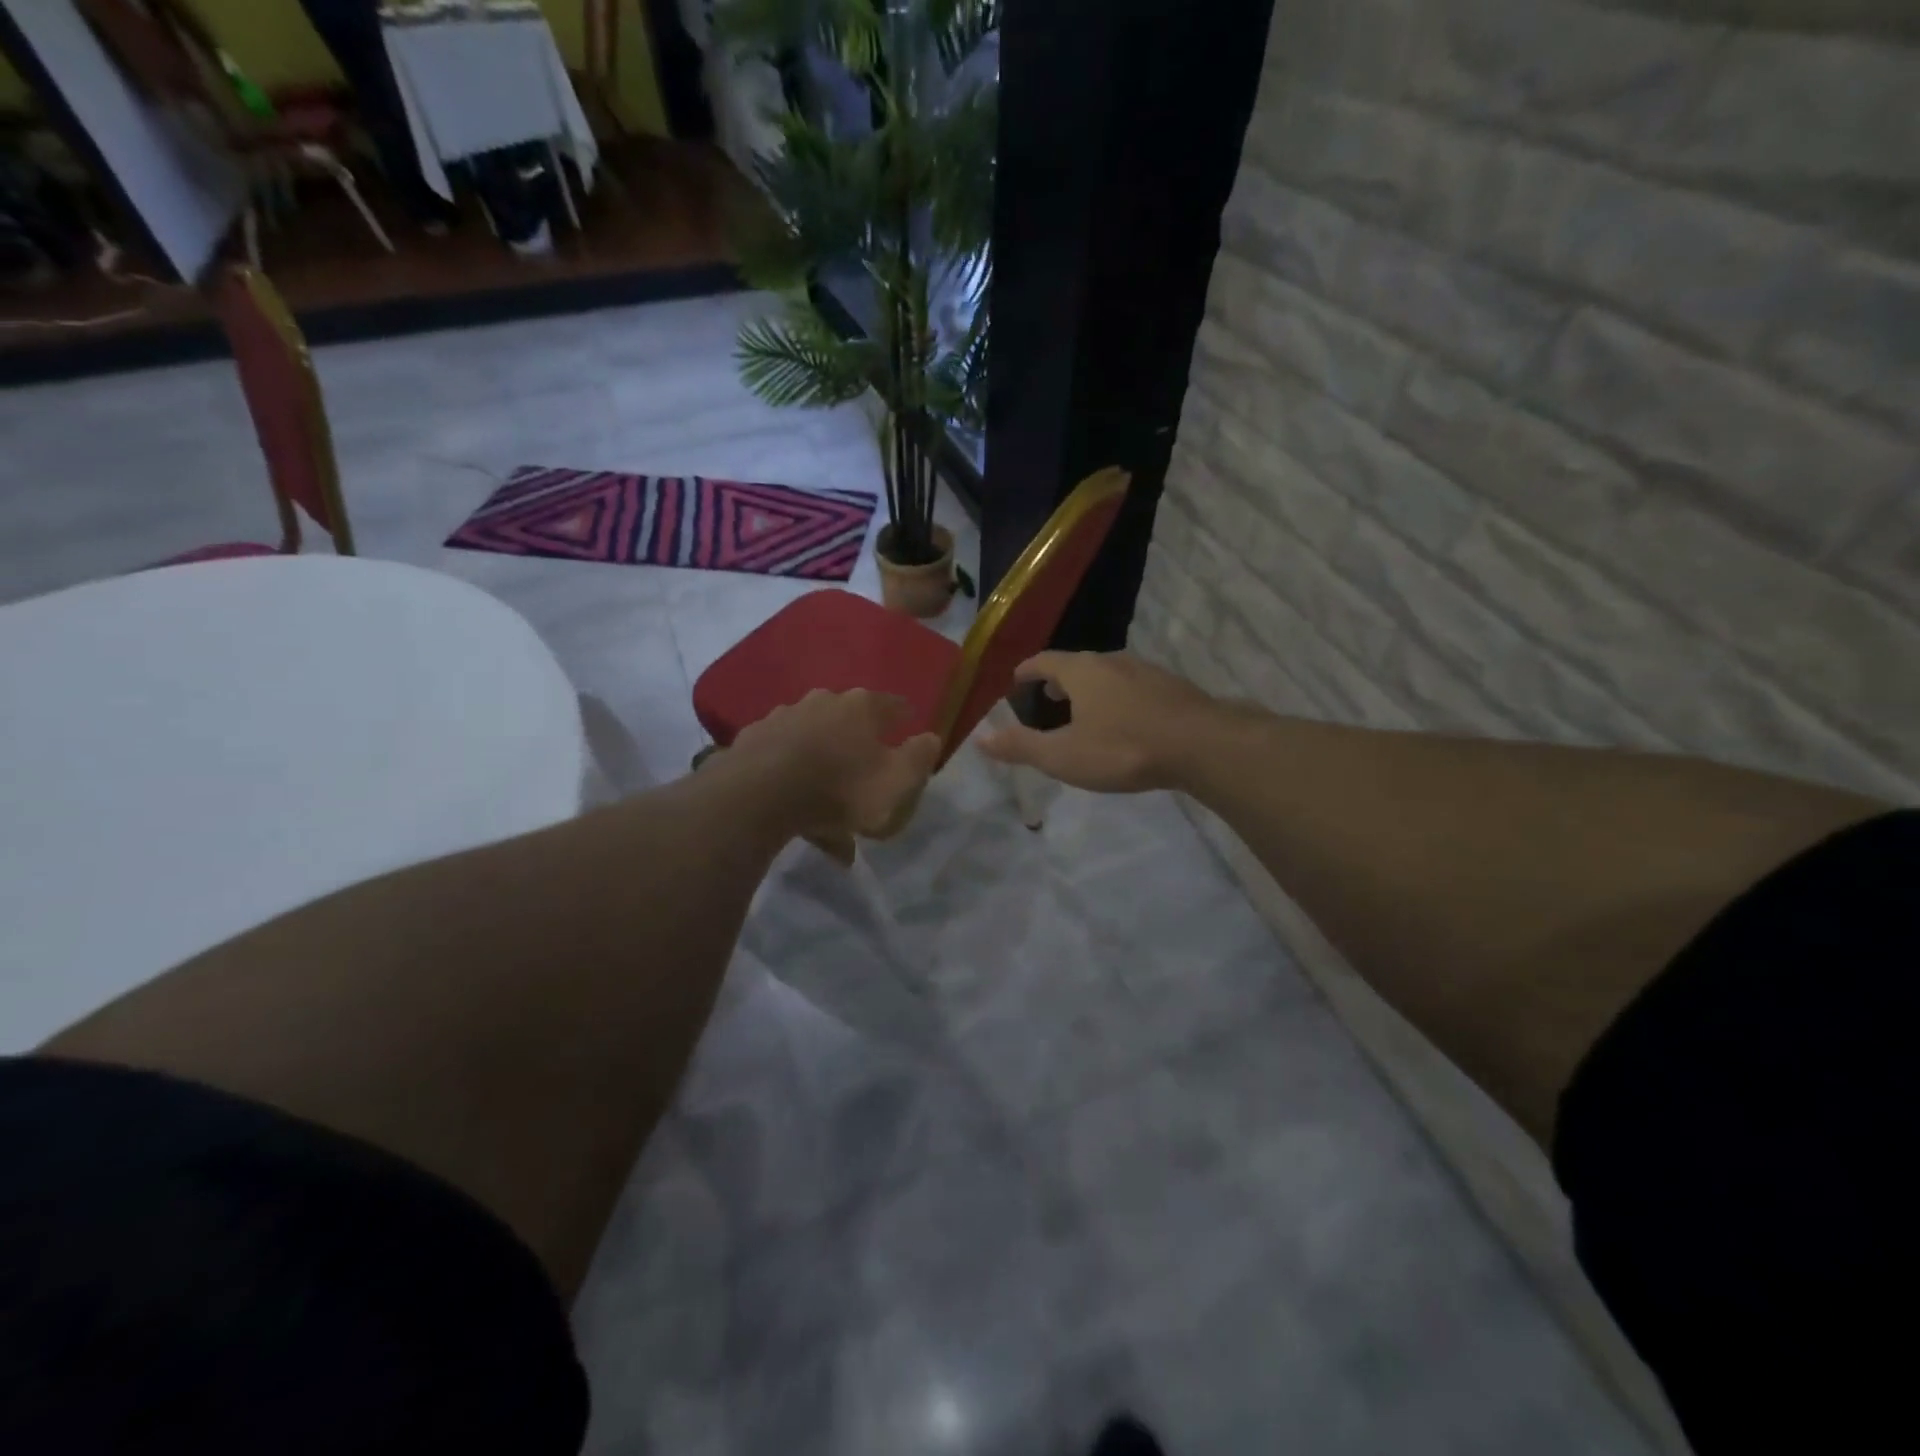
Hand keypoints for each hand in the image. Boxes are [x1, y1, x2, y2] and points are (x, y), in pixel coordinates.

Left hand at [723, 689, 941, 840]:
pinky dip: (795, 783)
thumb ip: (919, 758)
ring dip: (825, 771)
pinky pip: (785, 764)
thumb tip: (930, 738)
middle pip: (849, 722)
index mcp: (861, 707)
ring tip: (831, 814)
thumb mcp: (897, 781)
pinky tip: (798, 815)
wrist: (758, 796)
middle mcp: (822, 702)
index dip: (904, 717)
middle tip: (867, 775)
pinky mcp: (753, 742)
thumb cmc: (840, 788)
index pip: (893, 705)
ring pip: (815, 745)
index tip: (909, 728)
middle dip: (860, 745)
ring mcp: (783, 719)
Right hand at [978, 651, 1217, 792]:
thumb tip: (981, 740)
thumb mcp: (1063, 755)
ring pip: (1106, 675)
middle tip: (1045, 703)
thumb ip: (1021, 747)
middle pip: (1076, 665)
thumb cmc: (1123, 749)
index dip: (1026, 671)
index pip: (1043, 661)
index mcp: (1081, 671)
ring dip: (1088, 691)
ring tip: (1082, 714)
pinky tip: (1124, 724)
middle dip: (1057, 682)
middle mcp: (1111, 661)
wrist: (1201, 745)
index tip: (1015, 683)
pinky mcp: (1170, 688)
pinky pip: (1131, 688)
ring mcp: (1145, 671)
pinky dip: (1116, 700)